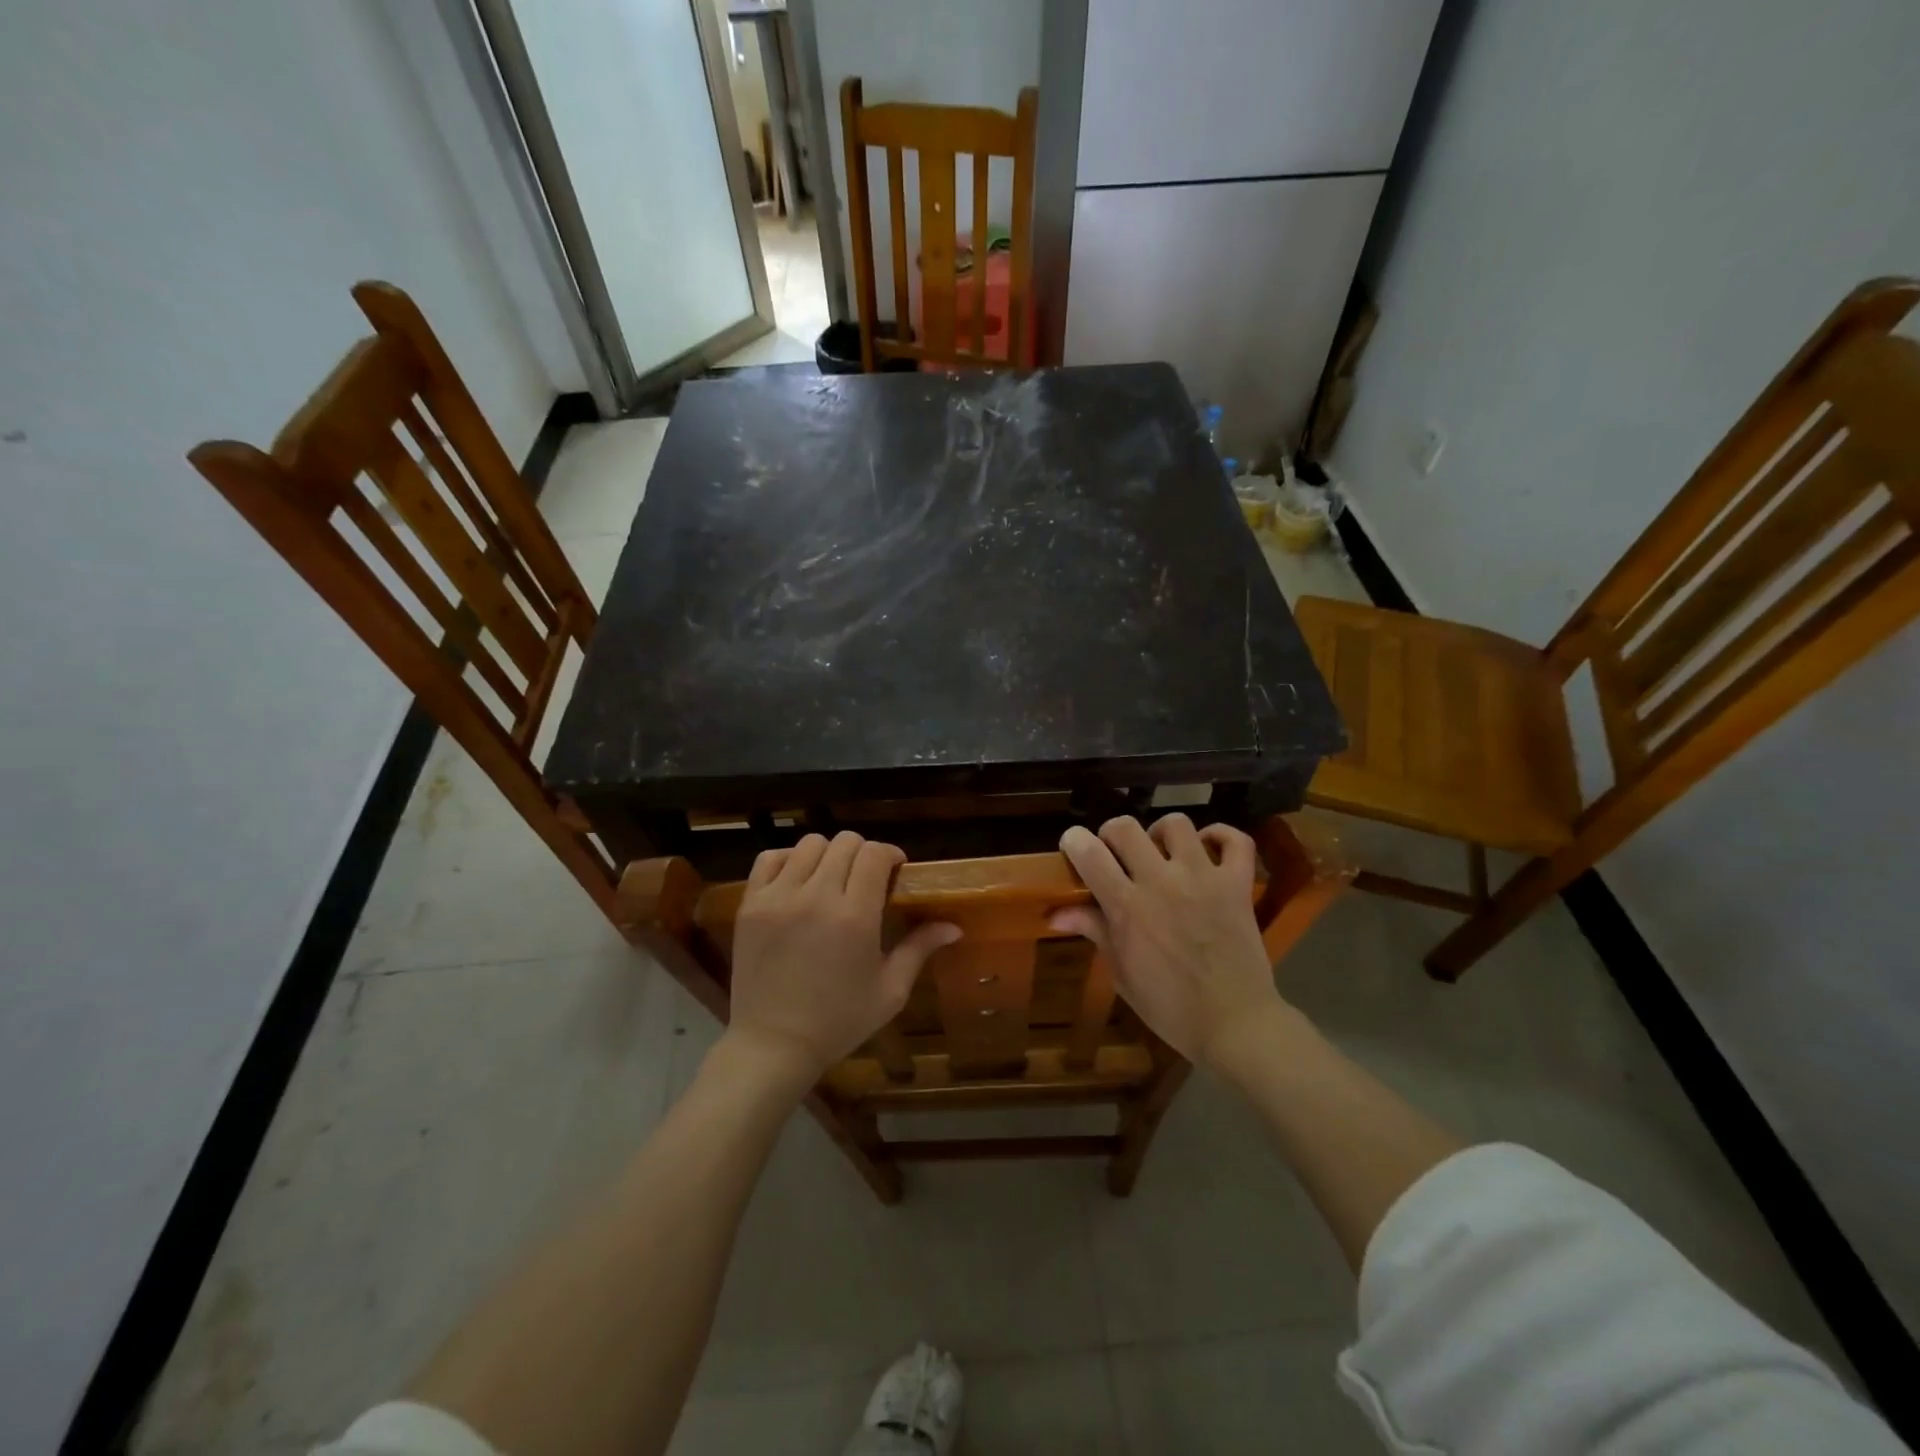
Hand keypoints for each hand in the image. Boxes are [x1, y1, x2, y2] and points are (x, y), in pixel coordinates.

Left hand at [725, 832, 960, 1083]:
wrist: (773, 1045)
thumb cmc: (839, 1021)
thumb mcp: (890, 990)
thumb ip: (920, 949)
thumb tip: (954, 926)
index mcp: (855, 916)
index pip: (875, 853)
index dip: (890, 854)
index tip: (894, 871)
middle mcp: (816, 897)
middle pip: (845, 842)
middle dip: (862, 853)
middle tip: (865, 878)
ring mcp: (778, 897)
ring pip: (809, 844)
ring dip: (827, 855)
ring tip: (831, 879)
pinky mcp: (751, 904)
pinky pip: (770, 858)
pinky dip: (788, 860)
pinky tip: (798, 881)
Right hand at [1051, 814, 1282, 1066]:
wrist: (1235, 1025)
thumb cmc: (1170, 1007)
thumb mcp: (1122, 973)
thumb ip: (1093, 930)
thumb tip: (1055, 913)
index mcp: (1127, 906)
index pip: (1089, 852)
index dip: (1074, 841)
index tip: (1073, 847)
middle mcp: (1162, 882)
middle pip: (1126, 827)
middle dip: (1112, 833)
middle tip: (1116, 854)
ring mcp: (1203, 878)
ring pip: (1176, 824)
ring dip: (1162, 833)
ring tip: (1162, 853)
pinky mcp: (1237, 884)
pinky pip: (1235, 840)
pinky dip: (1221, 836)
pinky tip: (1208, 849)